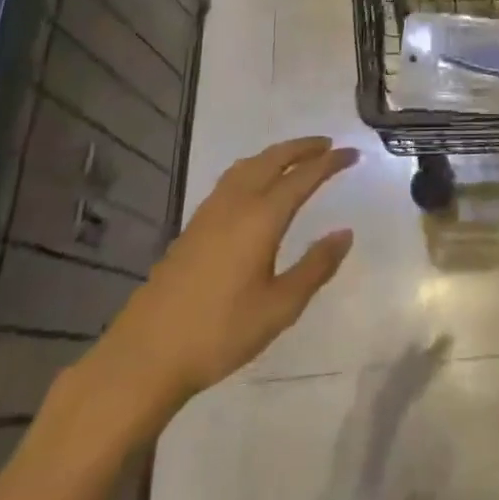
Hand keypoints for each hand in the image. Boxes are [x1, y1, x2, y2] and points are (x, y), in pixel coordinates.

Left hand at [81, 137, 356, 432]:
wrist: (146, 355)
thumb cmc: (219, 332)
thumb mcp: (279, 308)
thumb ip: (315, 267)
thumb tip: (345, 233)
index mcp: (261, 217)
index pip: (304, 176)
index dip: (330, 162)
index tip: (353, 154)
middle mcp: (237, 202)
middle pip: (274, 159)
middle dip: (303, 147)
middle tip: (328, 144)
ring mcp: (210, 211)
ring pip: (250, 164)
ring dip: (277, 154)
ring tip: (296, 157)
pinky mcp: (194, 224)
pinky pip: (233, 177)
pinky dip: (255, 167)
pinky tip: (256, 184)